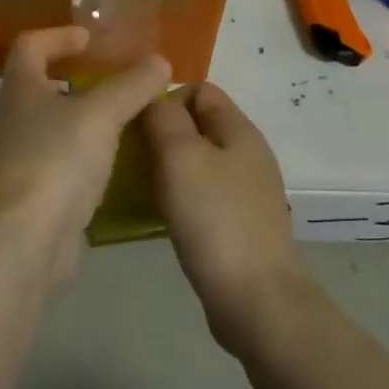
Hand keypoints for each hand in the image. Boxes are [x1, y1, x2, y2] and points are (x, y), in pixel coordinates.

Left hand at [0, 27, 170, 285]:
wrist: (24, 241)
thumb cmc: (57, 160)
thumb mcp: (102, 115)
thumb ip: (132, 85)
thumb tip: (160, 61)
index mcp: (19, 88)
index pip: (30, 45)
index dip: (59, 35)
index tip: (92, 38)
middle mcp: (11, 118)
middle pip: (38, 83)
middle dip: (75, 77)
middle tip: (113, 78)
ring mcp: (16, 158)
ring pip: (50, 124)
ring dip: (81, 116)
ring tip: (121, 119)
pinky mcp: (31, 192)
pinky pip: (58, 159)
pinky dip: (83, 153)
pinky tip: (113, 162)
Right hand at [143, 83, 308, 355]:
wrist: (256, 300)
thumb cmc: (214, 218)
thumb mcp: (180, 155)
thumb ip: (163, 117)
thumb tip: (154, 98)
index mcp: (239, 129)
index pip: (200, 89)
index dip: (167, 98)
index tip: (138, 126)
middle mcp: (246, 153)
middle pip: (197, 124)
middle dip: (162, 134)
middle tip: (132, 157)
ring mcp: (245, 190)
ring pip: (197, 160)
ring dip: (167, 167)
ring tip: (140, 186)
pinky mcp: (239, 223)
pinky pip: (202, 193)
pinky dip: (179, 196)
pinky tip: (160, 215)